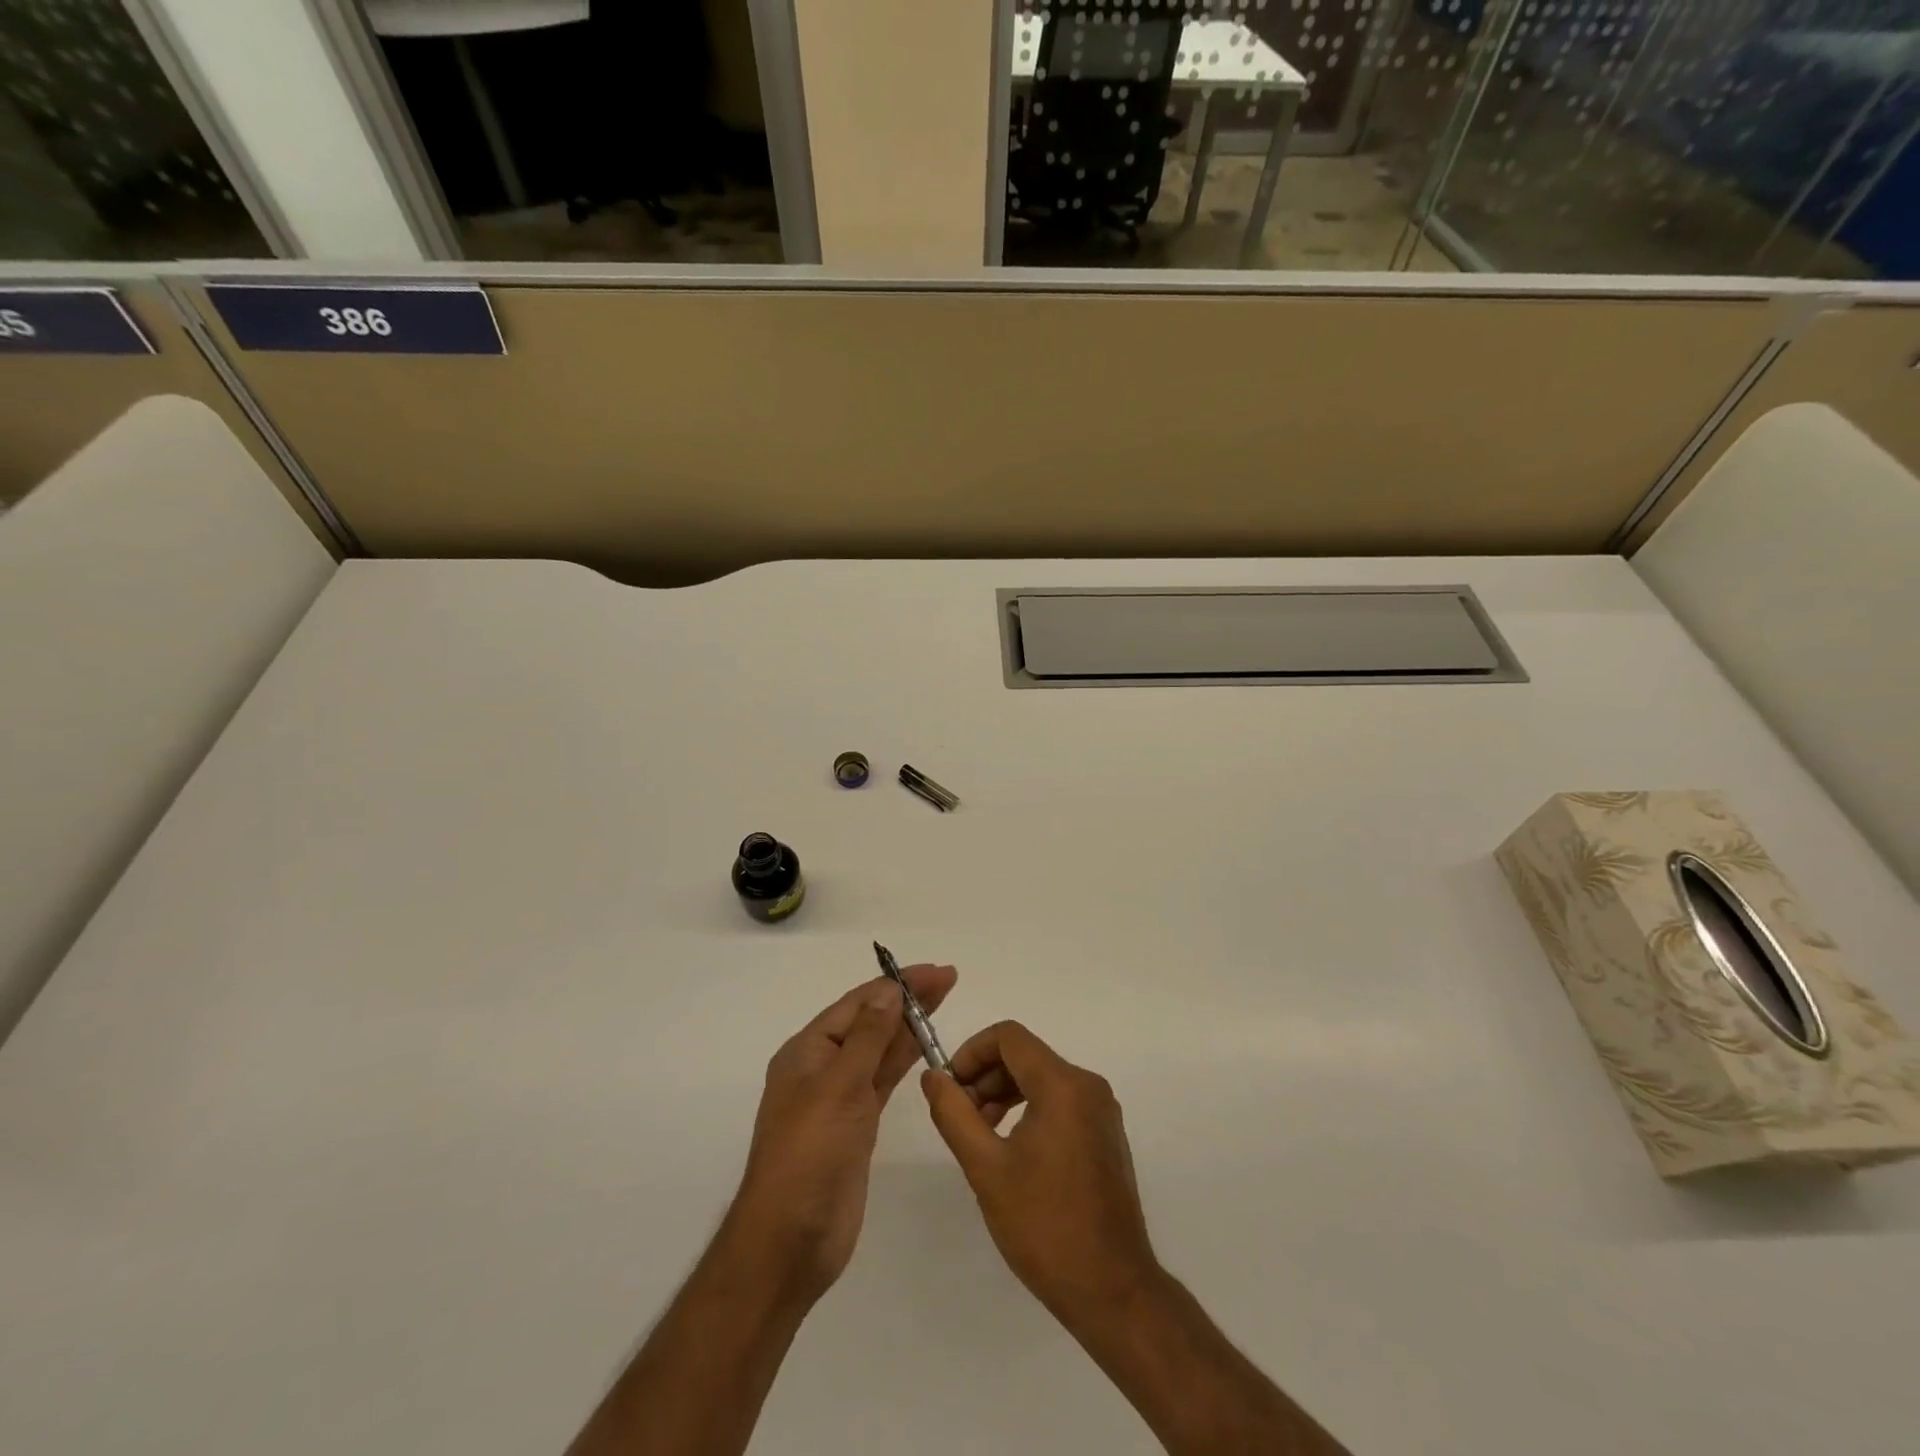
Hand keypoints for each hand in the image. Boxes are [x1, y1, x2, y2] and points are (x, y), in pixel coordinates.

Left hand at [728, 965, 957, 1304]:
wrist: (790, 1240)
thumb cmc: (809, 1154)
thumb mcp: (838, 1087)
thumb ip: (868, 1038)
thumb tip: (889, 992)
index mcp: (807, 1051)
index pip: (858, 1004)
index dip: (896, 985)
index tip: (934, 972)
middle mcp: (823, 1067)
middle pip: (871, 1022)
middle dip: (907, 999)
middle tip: (949, 979)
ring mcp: (840, 1097)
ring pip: (880, 1050)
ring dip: (910, 1026)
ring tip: (944, 1001)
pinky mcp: (857, 1125)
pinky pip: (884, 1080)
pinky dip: (905, 1060)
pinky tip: (926, 1046)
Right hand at [921, 1021, 1161, 1329]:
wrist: (1112, 1290)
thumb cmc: (1045, 1226)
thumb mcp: (986, 1169)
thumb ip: (954, 1114)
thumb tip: (933, 1077)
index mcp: (1063, 1085)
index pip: (1008, 1036)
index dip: (971, 1052)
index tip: (949, 1087)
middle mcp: (1088, 1085)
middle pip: (1025, 1055)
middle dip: (986, 1076)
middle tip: (960, 1116)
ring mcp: (1102, 1110)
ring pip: (1042, 1077)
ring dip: (1005, 1093)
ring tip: (980, 1134)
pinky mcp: (1106, 1133)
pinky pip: (1061, 1101)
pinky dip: (1030, 1109)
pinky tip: (1011, 1149)